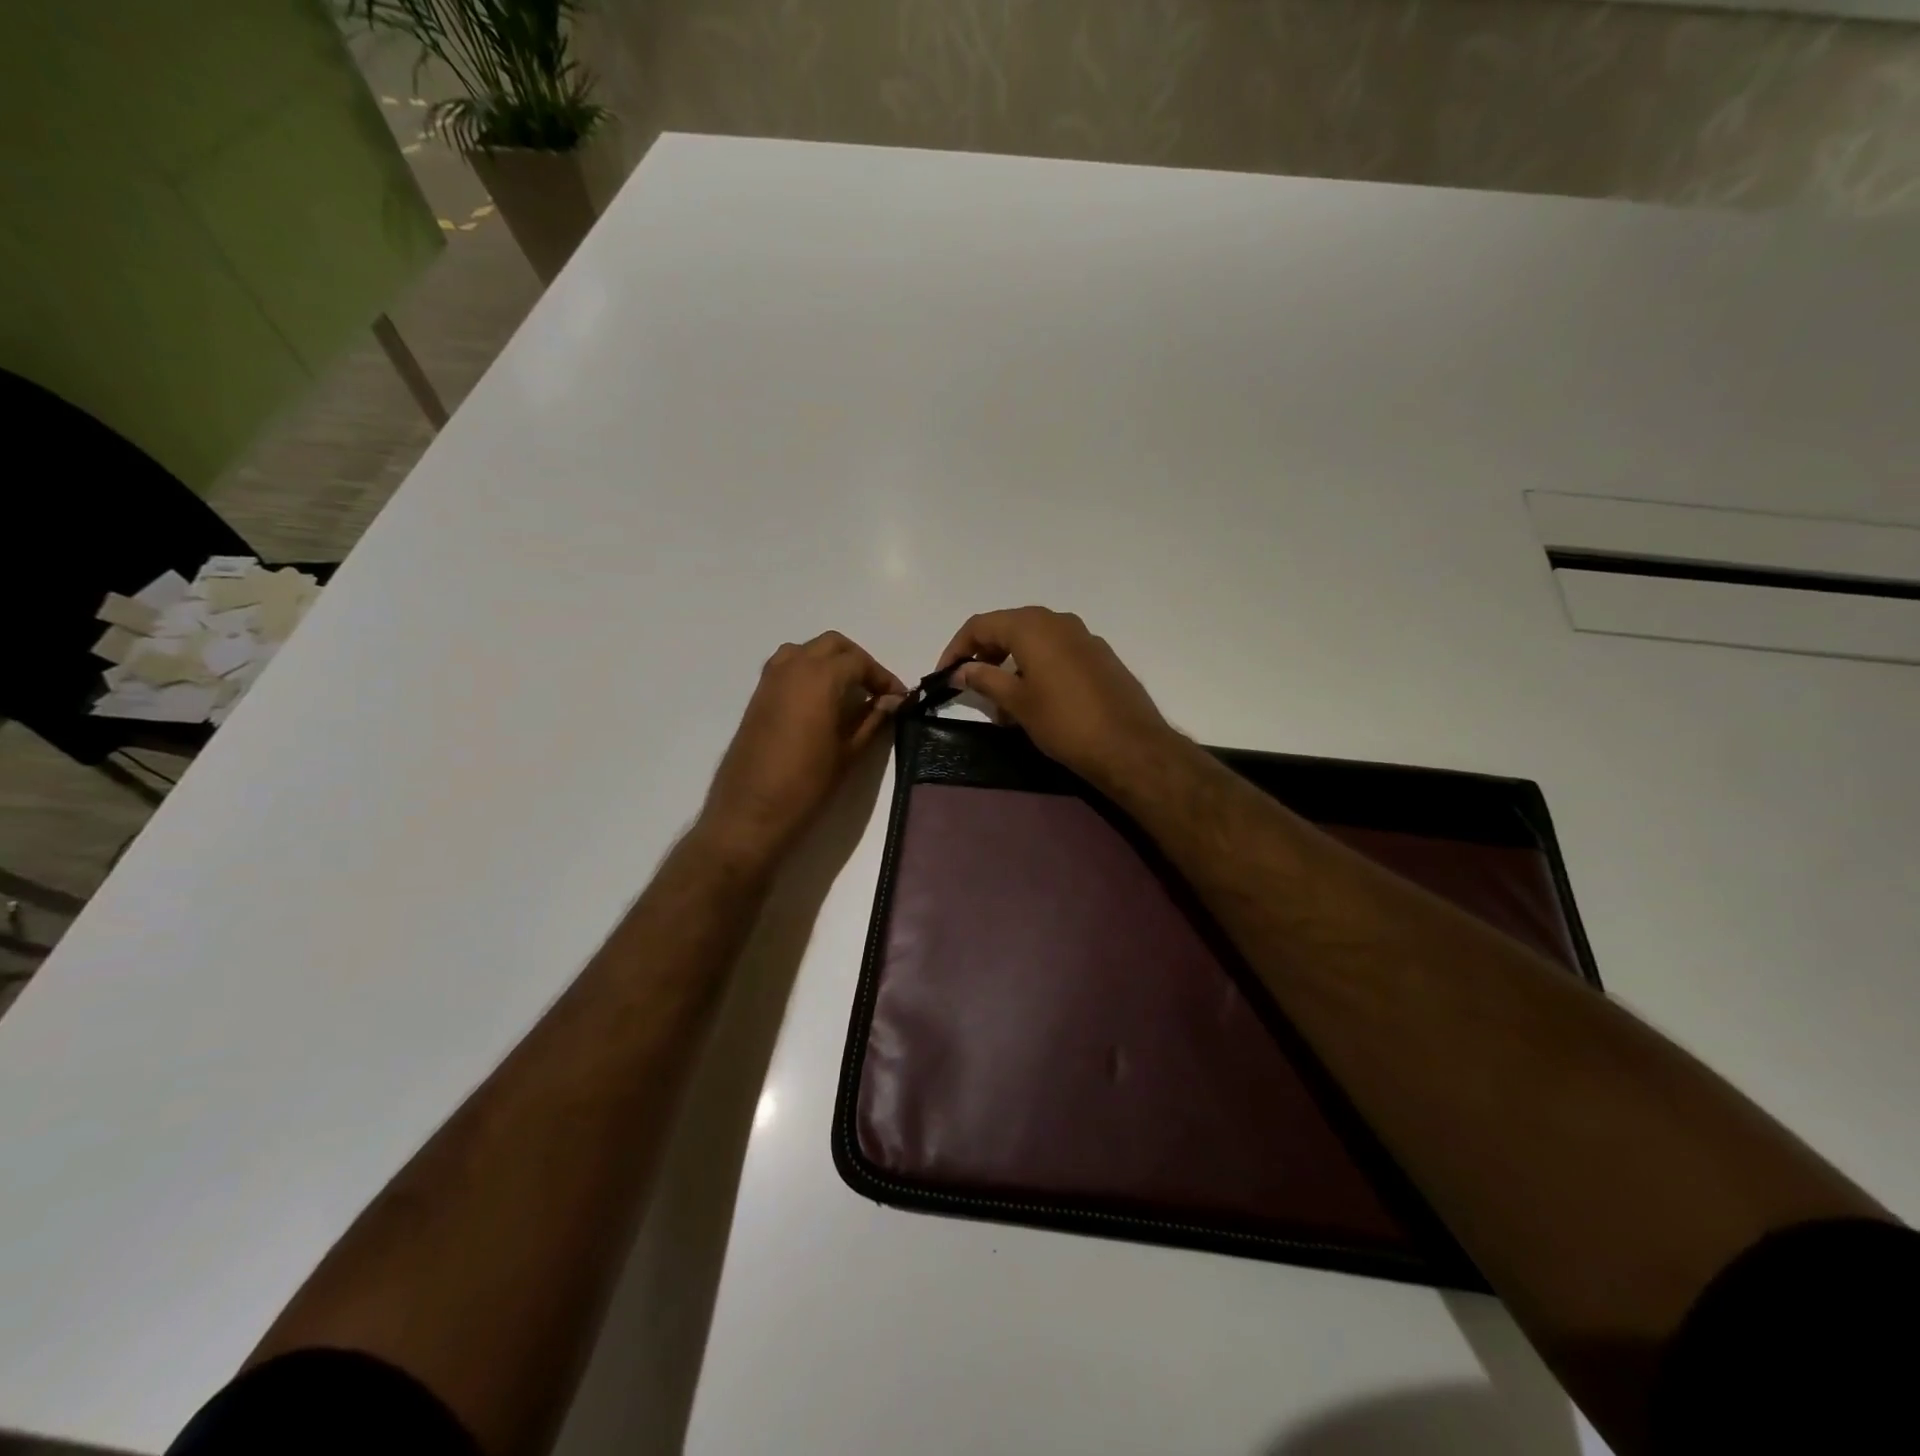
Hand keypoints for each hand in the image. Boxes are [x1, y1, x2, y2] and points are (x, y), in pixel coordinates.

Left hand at [698, 632, 906, 865]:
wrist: (750, 812)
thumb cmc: (807, 785)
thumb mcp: (849, 752)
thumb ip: (872, 719)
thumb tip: (892, 700)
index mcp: (820, 678)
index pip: (859, 662)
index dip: (883, 677)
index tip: (899, 697)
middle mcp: (793, 667)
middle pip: (832, 645)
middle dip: (857, 661)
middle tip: (875, 690)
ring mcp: (770, 679)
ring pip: (806, 650)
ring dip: (830, 661)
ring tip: (848, 691)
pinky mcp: (757, 695)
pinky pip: (787, 666)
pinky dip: (808, 671)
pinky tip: (819, 701)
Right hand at [937, 607, 1178, 790]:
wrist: (1130, 745)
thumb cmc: (1065, 722)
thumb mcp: (1017, 702)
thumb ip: (985, 679)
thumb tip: (962, 669)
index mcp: (1033, 626)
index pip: (981, 624)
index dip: (957, 647)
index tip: (944, 674)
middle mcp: (1058, 621)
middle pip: (1009, 628)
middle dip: (985, 654)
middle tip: (970, 685)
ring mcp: (1084, 637)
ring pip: (1035, 641)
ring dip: (1011, 664)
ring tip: (1002, 702)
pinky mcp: (1100, 657)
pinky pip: (1057, 653)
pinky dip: (1037, 668)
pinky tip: (1036, 701)